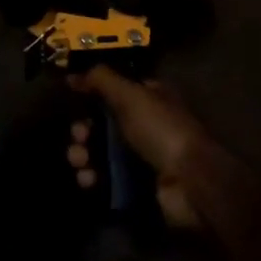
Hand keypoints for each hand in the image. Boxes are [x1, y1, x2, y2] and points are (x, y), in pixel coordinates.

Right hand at [67, 67, 214, 229]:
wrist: (190, 182)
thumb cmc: (161, 130)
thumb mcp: (131, 95)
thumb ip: (102, 80)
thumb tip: (74, 74)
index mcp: (148, 98)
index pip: (113, 90)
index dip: (91, 92)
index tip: (71, 96)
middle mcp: (144, 125)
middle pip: (102, 123)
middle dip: (83, 129)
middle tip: (78, 136)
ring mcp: (140, 157)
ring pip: (99, 152)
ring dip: (82, 154)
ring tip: (79, 161)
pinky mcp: (135, 185)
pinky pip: (105, 178)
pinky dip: (92, 178)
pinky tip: (88, 179)